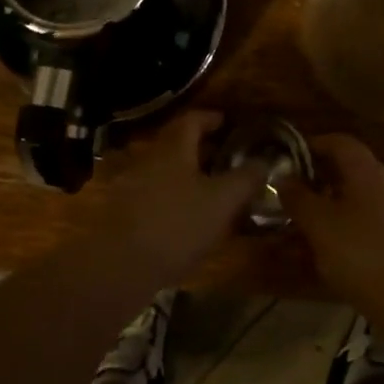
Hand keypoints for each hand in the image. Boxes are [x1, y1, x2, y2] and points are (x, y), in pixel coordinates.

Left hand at [95, 112, 263, 286]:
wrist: (119, 265)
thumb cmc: (176, 224)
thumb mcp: (222, 201)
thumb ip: (245, 178)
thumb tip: (265, 160)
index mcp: (173, 148)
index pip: (191, 120)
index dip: (210, 118)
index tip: (227, 122)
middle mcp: (149, 158)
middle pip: (175, 144)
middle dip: (200, 147)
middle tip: (224, 157)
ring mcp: (130, 185)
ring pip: (164, 170)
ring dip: (185, 174)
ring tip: (208, 189)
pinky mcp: (122, 213)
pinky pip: (152, 194)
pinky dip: (171, 197)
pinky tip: (184, 217)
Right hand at [278, 135, 383, 309]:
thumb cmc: (364, 254)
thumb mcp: (320, 225)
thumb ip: (299, 198)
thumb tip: (284, 178)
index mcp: (368, 170)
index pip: (339, 142)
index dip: (313, 145)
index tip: (289, 159)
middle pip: (352, 171)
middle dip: (322, 181)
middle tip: (295, 198)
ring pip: (363, 201)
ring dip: (337, 209)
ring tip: (311, 230)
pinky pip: (375, 226)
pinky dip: (354, 232)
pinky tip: (339, 256)